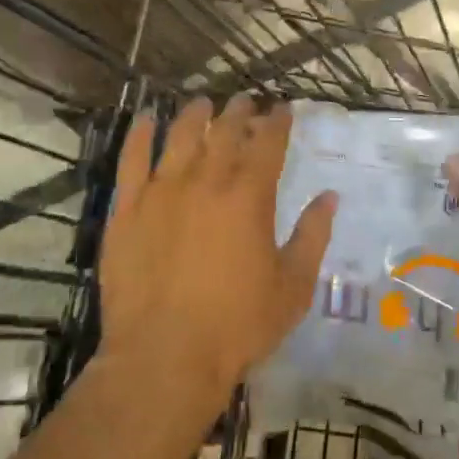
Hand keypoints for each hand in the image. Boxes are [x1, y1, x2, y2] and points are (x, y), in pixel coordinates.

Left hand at [98, 97, 335, 409]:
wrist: (164, 357)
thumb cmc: (238, 325)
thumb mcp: (293, 286)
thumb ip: (313, 236)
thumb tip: (330, 196)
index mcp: (250, 196)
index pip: (269, 142)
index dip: (278, 120)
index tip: (283, 108)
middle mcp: (207, 181)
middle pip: (225, 131)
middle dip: (239, 111)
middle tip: (245, 101)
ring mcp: (162, 191)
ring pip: (180, 135)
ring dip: (195, 114)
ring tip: (203, 104)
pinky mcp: (128, 209)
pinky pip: (132, 160)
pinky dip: (141, 134)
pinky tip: (147, 119)